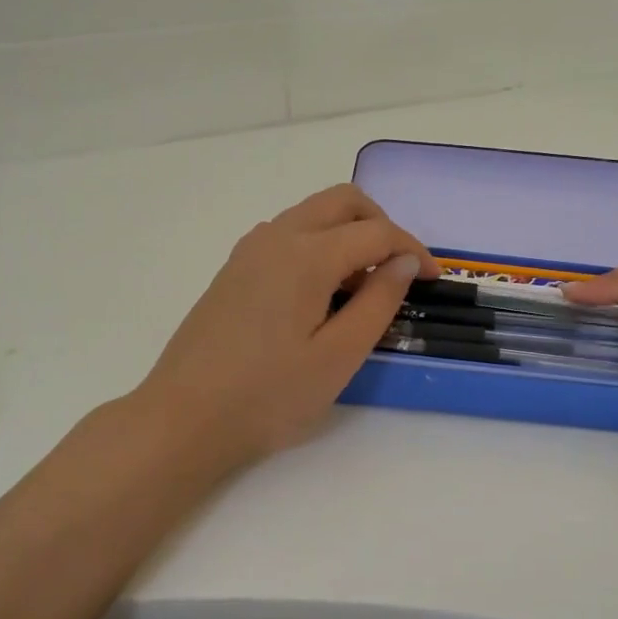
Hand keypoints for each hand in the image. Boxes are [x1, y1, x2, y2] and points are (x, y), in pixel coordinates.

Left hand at [133, 184, 438, 467]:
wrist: (184, 417)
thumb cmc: (268, 395)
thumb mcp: (338, 357)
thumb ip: (378, 302)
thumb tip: (403, 262)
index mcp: (307, 255)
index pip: (377, 232)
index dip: (413, 250)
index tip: (433, 280)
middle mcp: (278, 236)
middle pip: (343, 201)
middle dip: (381, 224)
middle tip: (399, 269)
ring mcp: (250, 249)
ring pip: (313, 213)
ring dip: (348, 231)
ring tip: (363, 284)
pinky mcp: (235, 268)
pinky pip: (288, 233)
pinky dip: (319, 243)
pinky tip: (321, 291)